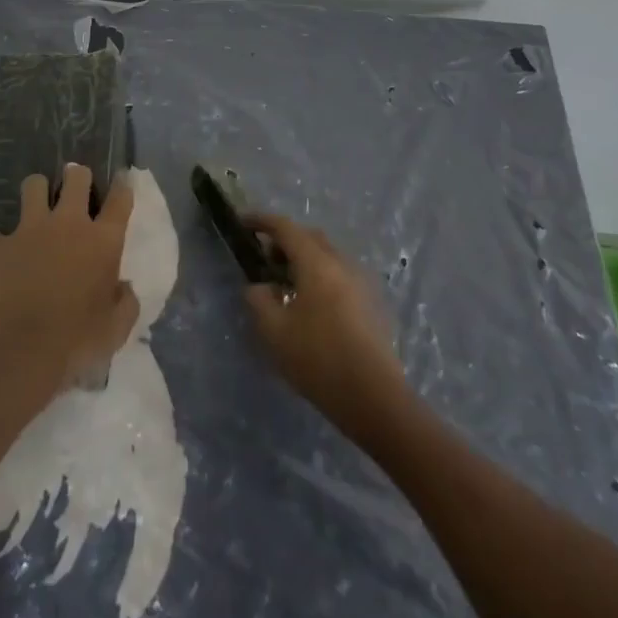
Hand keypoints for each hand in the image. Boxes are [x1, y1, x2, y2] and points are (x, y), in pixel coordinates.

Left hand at [0, 164, 140, 401]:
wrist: (17, 353)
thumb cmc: (75, 342)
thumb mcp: (115, 330)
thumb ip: (125, 302)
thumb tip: (123, 288)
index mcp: (102, 241)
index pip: (120, 200)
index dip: (123, 185)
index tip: (123, 177)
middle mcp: (68, 224)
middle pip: (76, 178)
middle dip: (77, 175)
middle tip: (75, 181)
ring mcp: (30, 230)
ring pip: (33, 186)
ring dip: (37, 191)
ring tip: (37, 203)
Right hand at [243, 213, 410, 438]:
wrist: (375, 397)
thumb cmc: (319, 359)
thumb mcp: (275, 332)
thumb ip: (259, 301)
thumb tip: (258, 287)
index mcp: (316, 262)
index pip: (285, 227)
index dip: (261, 221)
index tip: (243, 223)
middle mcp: (340, 262)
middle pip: (309, 237)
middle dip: (284, 240)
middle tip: (264, 261)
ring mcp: (360, 281)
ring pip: (326, 255)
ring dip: (303, 260)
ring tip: (285, 286)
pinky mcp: (371, 301)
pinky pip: (339, 274)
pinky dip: (320, 276)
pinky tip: (311, 306)